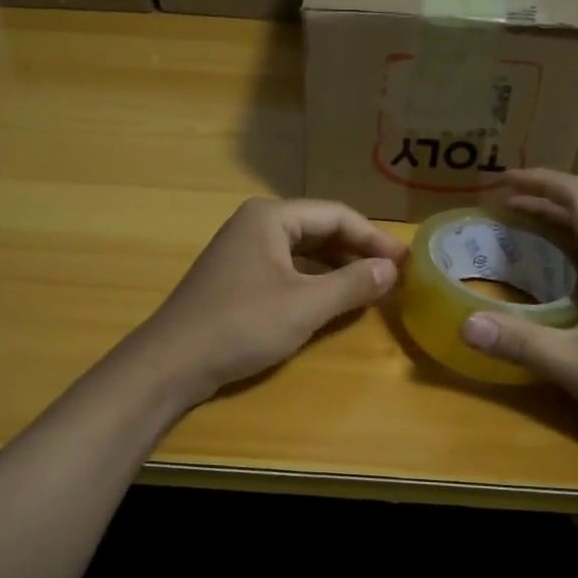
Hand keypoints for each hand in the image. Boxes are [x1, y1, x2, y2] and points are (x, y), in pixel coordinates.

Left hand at [135, 197, 406, 404]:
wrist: (172, 362)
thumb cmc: (242, 325)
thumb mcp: (305, 305)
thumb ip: (352, 284)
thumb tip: (391, 270)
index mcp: (271, 217)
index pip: (337, 215)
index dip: (374, 238)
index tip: (405, 262)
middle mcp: (256, 224)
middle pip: (320, 229)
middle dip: (357, 251)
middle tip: (393, 275)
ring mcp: (244, 250)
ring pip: (304, 251)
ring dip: (338, 267)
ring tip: (370, 287)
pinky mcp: (238, 277)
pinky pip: (287, 269)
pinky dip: (314, 280)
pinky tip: (332, 299)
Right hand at [457, 170, 577, 450]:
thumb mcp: (576, 366)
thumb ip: (521, 343)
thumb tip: (465, 324)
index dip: (540, 180)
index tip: (501, 180)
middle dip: (540, 199)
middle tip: (496, 204)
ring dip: (554, 223)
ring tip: (514, 229)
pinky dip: (567, 250)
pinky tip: (550, 274)